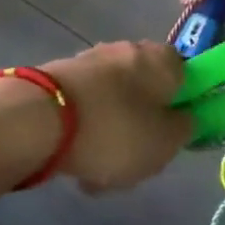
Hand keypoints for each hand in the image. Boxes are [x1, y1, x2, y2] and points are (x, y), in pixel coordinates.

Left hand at [41, 41, 190, 193]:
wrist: (39, 120)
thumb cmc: (116, 129)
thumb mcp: (165, 143)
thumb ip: (183, 129)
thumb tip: (182, 118)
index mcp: (163, 58)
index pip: (185, 76)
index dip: (181, 106)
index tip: (171, 135)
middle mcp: (128, 50)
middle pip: (145, 92)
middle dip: (140, 125)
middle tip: (135, 160)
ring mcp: (90, 61)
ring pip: (113, 104)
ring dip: (109, 134)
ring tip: (96, 174)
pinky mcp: (59, 77)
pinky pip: (83, 110)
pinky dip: (82, 133)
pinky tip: (73, 165)